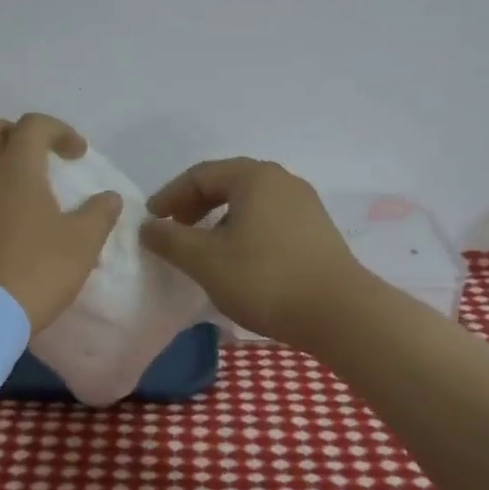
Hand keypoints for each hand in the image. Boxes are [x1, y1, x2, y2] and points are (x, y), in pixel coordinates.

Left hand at [0, 113, 123, 332]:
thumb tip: (109, 197)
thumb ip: (99, 214)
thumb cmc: (34, 270)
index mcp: (15, 169)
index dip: (59, 130)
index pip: (33, 125)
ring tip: (27, 196)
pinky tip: (8, 228)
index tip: (78, 155)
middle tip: (39, 156)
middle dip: (14, 133)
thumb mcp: (81, 244)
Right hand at [139, 158, 368, 345]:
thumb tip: (147, 226)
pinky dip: (243, 230)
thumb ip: (170, 240)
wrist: (341, 314)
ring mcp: (304, 203)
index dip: (170, 196)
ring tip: (203, 248)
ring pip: (249, 202)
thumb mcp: (205, 260)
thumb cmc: (265, 279)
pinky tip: (238, 259)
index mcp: (254, 176)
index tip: (151, 222)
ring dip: (219, 219)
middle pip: (226, 183)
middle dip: (194, 206)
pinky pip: (269, 218)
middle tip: (173, 232)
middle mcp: (281, 180)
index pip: (200, 175)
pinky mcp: (317, 229)